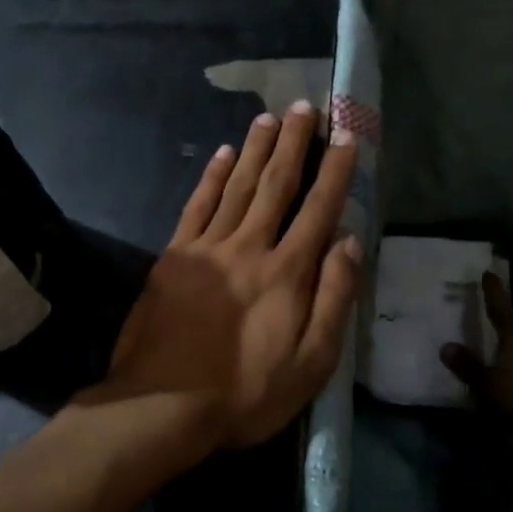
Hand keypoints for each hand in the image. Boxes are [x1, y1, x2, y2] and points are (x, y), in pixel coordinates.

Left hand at [91, 101, 363, 451]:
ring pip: (238, 185)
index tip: (347, 135)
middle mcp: (250, 246)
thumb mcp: (312, 362)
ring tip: (268, 117)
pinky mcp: (175, 255)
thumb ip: (334, 298)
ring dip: (255, 148)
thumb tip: (349, 241)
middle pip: (277, 183)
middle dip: (294, 143)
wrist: (162, 405)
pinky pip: (198, 205)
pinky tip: (222, 154)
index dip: (336, 169)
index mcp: (288, 271)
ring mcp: (208, 246)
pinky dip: (211, 176)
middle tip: (304, 106)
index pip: (319, 208)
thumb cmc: (246, 392)